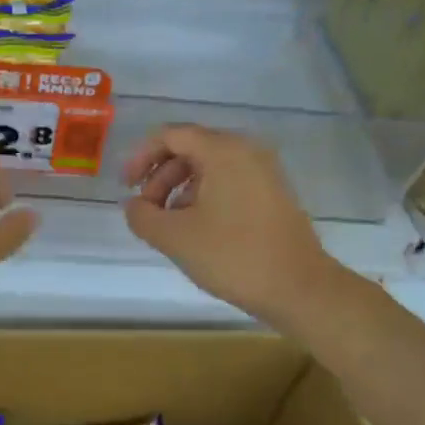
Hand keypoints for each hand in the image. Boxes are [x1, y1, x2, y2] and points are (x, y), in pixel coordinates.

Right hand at [122, 124, 343, 326]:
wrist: (299, 288)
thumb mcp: (174, 237)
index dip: (141, 157)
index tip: (126, 187)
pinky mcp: (274, 194)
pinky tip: (196, 229)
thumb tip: (134, 206)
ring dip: (180, 189)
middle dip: (160, 176)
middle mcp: (247, 151)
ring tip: (168, 224)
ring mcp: (265, 172)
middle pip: (191, 149)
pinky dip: (204, 196)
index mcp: (223, 151)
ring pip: (210, 167)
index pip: (171, 136)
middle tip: (146, 210)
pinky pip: (229, 182)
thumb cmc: (233, 256)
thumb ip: (142, 216)